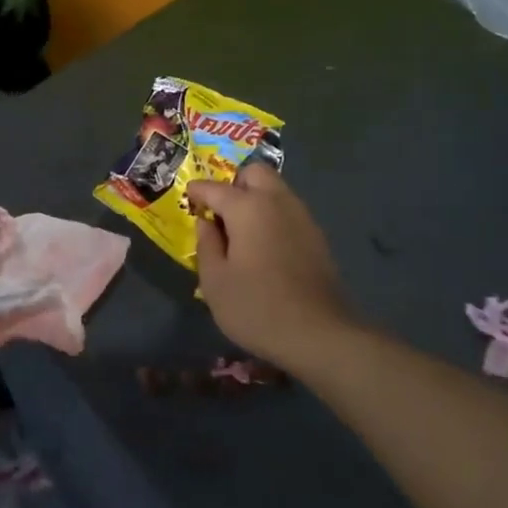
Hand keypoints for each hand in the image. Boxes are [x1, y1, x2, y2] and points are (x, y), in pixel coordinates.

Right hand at [188, 164, 353, 369]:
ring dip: (256, 198)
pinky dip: (272, 216)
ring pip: (275, 190)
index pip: (215, 188)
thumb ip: (206, 244)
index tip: (188, 198)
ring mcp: (302, 217)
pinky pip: (288, 211)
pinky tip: (263, 246)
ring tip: (240, 230)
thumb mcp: (215, 281)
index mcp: (247, 207)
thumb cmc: (256, 307)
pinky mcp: (316, 236)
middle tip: (220, 211)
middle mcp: (277, 201)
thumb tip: (205, 222)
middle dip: (235, 184)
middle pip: (255, 173)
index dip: (197, 191)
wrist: (319, 334)